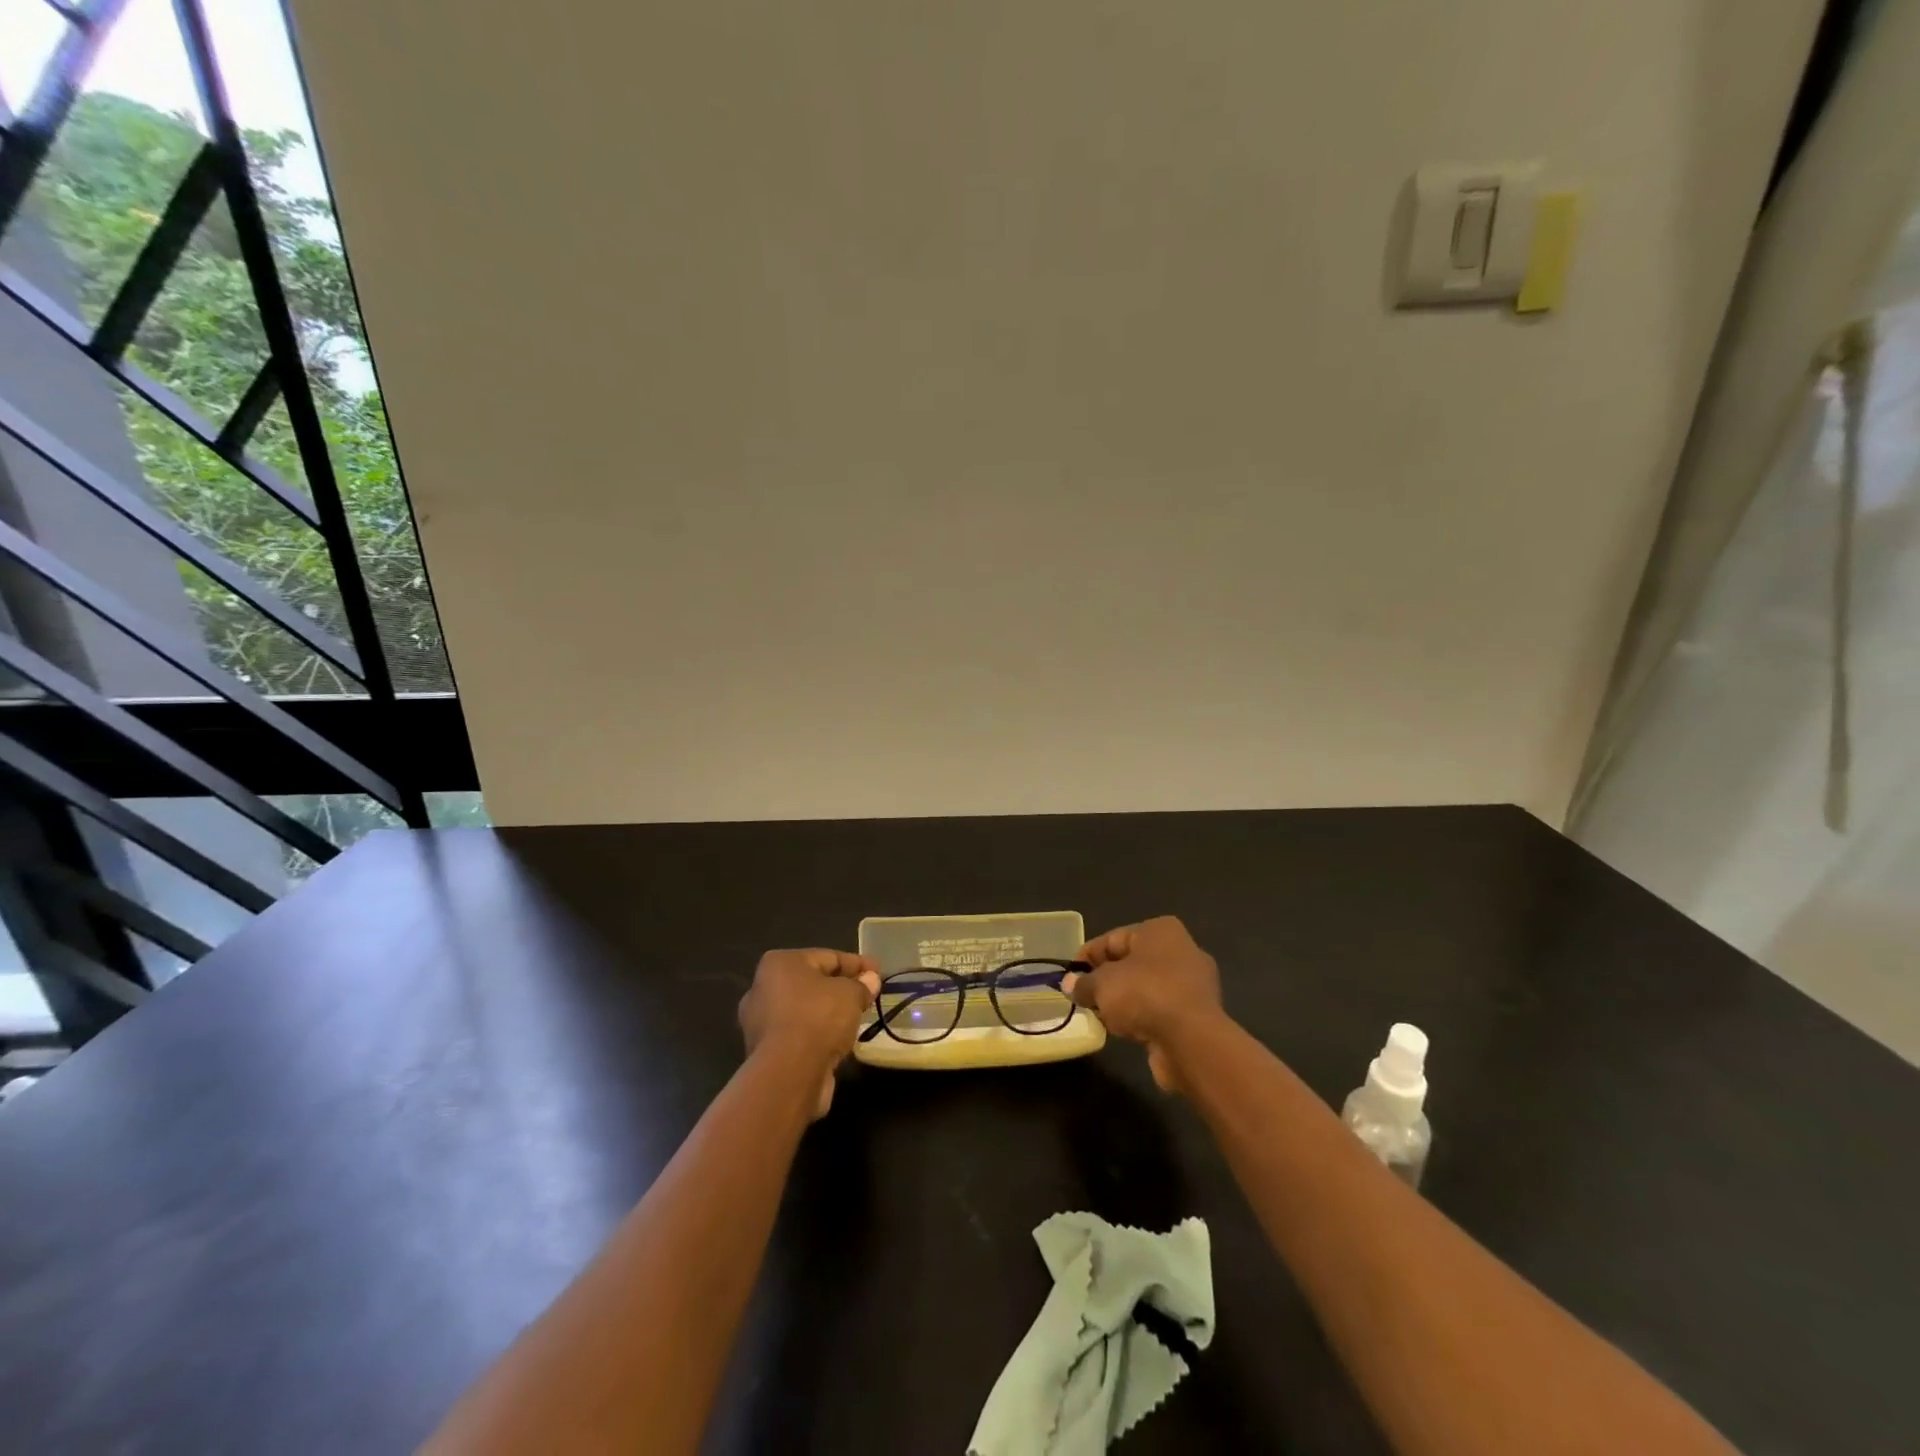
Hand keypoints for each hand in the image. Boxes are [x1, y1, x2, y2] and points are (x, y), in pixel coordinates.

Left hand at [738, 949, 880, 1119]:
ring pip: (805, 1010)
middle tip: (868, 994)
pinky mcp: (765, 1052)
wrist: (789, 1075)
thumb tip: (871, 980)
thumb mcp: (850, 994)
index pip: (827, 957)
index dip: (857, 964)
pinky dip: (818, 1035)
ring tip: (857, 1018)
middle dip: (841, 988)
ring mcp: (760, 1022)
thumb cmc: (818, 1018)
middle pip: (813, 983)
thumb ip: (862, 985)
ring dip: (830, 1013)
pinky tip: (838, 1041)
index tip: (878, 972)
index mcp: (780, 964)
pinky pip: (799, 1034)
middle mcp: (763, 988)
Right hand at [1068, 917, 1225, 1092]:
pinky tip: (1125, 1030)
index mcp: (1160, 931)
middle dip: (1106, 980)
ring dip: (1124, 1001)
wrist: (1192, 1041)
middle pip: (1131, 962)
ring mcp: (1193, 984)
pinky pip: (1160, 1009)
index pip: (1113, 938)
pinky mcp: (1198, 1015)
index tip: (1069, 976)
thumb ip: (1083, 983)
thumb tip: (1070, 985)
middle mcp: (1182, 950)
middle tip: (1083, 996)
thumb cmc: (1144, 995)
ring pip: (1146, 988)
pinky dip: (1142, 1017)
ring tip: (1101, 1016)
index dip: (1087, 956)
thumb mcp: (1102, 985)